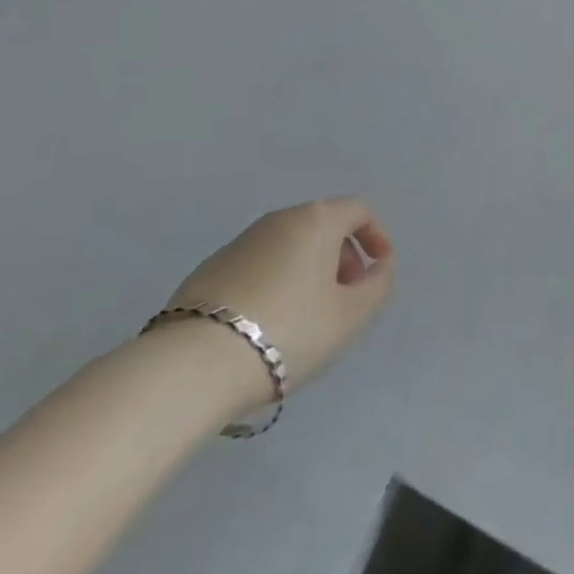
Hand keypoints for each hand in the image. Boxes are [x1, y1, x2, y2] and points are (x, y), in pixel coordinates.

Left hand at [164, 197, 394, 404]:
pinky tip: (268, 326)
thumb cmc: (288, 331)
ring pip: (289, 247)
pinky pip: (259, 267)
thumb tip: (379, 268)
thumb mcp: (349, 317)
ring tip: (308, 318)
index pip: (357, 210)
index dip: (376, 235)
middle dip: (342, 257)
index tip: (379, 270)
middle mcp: (280, 219)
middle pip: (323, 226)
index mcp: (317, 219)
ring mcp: (241, 242)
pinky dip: (276, 283)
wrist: (194, 363)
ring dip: (308, 272)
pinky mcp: (210, 269)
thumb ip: (377, 287)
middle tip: (346, 298)